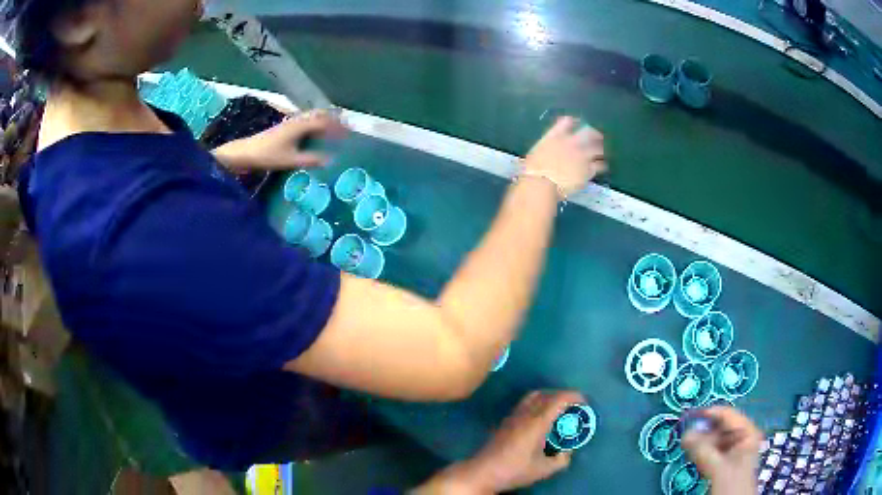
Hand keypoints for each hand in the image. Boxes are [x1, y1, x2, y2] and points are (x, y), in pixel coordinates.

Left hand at [212, 109, 346, 170]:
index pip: (325, 122)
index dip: (338, 127)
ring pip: (312, 117)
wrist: (245, 152)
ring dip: (324, 121)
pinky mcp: (284, 128)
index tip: (350, 132)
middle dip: (333, 119)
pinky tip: (315, 134)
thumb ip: (310, 159)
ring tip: (334, 129)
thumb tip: (330, 160)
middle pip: (319, 115)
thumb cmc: (268, 155)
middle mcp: (297, 120)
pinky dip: (315, 125)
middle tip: (345, 126)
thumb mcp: (290, 160)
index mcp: (301, 126)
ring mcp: (290, 123)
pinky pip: (305, 122)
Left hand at [418, 391, 582, 493]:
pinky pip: (525, 403)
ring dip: (549, 397)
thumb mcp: (544, 469)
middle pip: (547, 393)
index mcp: (537, 423)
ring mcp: (513, 416)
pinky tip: (541, 418)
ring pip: (534, 396)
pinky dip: (538, 403)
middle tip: (574, 406)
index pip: (558, 399)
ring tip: (559, 410)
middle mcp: (525, 414)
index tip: (585, 402)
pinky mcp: (505, 421)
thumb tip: (568, 451)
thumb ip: (562, 459)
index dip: (574, 396)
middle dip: (563, 395)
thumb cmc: (514, 470)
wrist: (483, 472)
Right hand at [523, 117, 605, 197]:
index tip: (576, 122)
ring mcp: (582, 156)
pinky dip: (602, 165)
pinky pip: (600, 165)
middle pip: (588, 132)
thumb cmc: (532, 170)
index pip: (568, 121)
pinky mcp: (588, 170)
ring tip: (601, 152)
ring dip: (600, 149)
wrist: (541, 184)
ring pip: (598, 148)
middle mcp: (572, 142)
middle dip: (594, 133)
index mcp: (556, 136)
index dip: (574, 121)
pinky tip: (602, 166)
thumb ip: (547, 145)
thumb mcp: (537, 151)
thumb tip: (550, 147)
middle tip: (597, 137)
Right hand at [682, 407, 761, 494]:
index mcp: (748, 432)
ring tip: (690, 450)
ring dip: (701, 445)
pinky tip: (696, 459)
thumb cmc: (732, 485)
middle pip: (720, 428)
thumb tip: (685, 434)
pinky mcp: (726, 463)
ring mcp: (735, 452)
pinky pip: (713, 453)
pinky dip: (702, 454)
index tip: (689, 417)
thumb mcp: (718, 467)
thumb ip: (704, 451)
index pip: (727, 414)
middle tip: (686, 439)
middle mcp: (743, 438)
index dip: (708, 414)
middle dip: (703, 433)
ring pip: (715, 441)